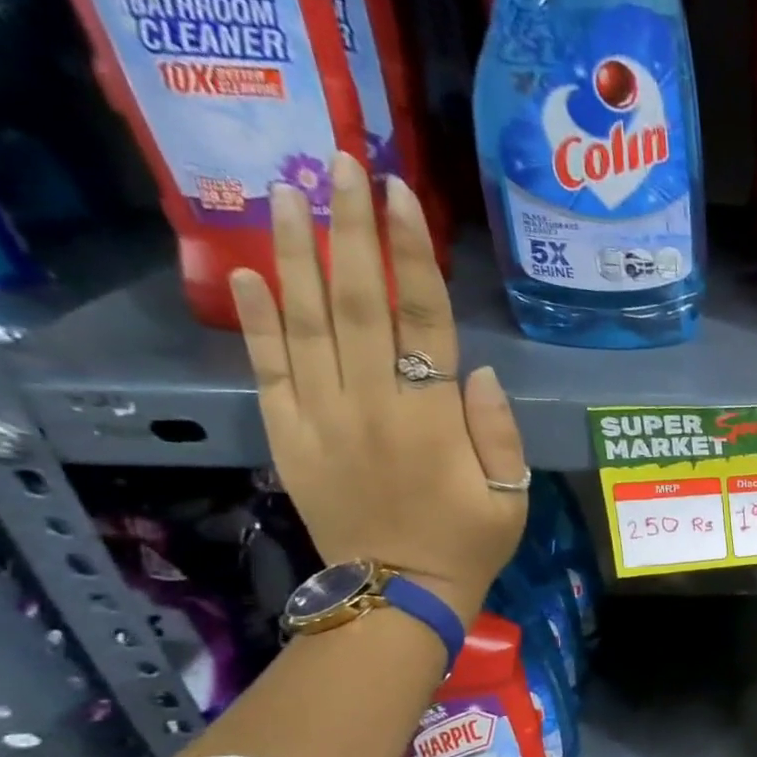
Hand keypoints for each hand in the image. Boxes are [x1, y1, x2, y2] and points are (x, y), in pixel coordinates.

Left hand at [228, 152, 526, 623]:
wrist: (398, 595)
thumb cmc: (468, 544)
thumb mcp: (511, 497)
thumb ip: (498, 432)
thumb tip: (479, 370)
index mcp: (433, 419)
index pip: (422, 319)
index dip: (410, 253)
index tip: (397, 193)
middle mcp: (372, 404)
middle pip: (357, 301)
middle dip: (348, 227)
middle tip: (337, 161)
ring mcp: (322, 416)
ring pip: (305, 320)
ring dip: (297, 252)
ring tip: (287, 190)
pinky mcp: (288, 434)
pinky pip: (267, 366)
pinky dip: (253, 317)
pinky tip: (245, 270)